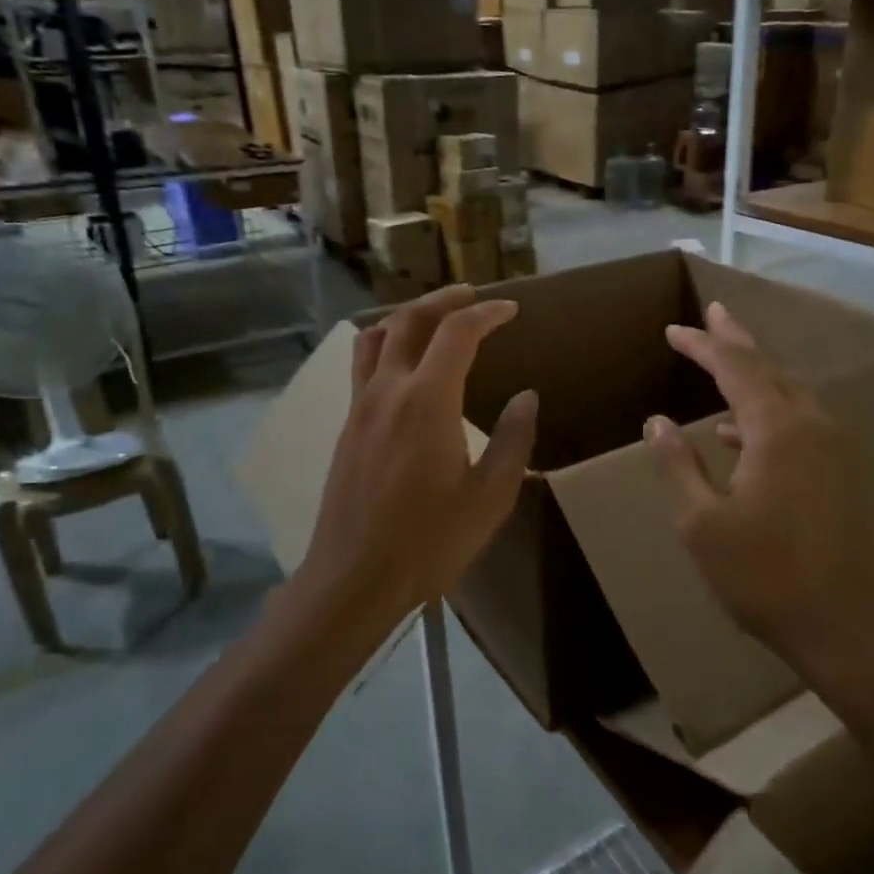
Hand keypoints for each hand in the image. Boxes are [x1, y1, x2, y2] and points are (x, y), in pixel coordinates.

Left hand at [295, 286, 537, 648]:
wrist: (354, 578)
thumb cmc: (429, 541)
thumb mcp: (490, 496)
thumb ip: (512, 440)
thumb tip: (526, 397)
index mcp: (427, 401)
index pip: (457, 333)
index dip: (486, 313)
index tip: (511, 310)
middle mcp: (388, 391)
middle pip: (409, 321)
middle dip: (443, 300)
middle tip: (472, 295)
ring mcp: (360, 408)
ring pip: (375, 337)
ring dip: (407, 317)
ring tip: (434, 318)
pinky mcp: (348, 428)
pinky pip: (363, 365)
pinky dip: (386, 344)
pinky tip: (402, 364)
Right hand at [644, 302, 873, 664]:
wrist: (842, 625)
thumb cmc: (763, 574)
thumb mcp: (702, 521)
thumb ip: (678, 464)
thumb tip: (657, 421)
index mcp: (777, 429)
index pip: (735, 367)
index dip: (702, 344)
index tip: (673, 330)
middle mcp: (811, 425)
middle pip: (770, 368)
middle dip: (737, 340)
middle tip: (714, 314)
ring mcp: (832, 448)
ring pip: (789, 393)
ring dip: (755, 375)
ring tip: (723, 364)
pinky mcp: (838, 472)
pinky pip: (798, 422)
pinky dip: (766, 413)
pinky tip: (738, 433)